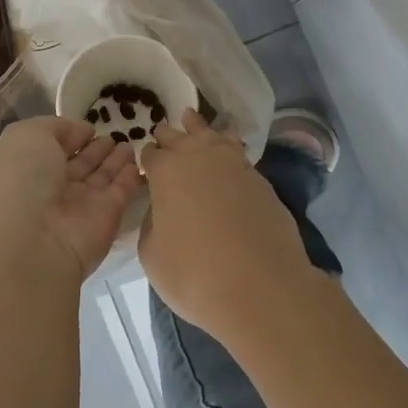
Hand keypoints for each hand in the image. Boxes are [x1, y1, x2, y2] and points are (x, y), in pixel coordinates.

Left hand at [0, 117, 144, 282]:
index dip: (70, 134)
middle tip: (117, 134)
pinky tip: (139, 162)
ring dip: (115, 160)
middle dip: (96, 149)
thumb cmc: (23, 179)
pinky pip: (121, 191)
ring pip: (101, 177)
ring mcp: (80, 204)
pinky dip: (130, 177)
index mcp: (27, 168)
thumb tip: (80, 131)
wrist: (35, 240)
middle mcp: (52, 187)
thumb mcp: (27, 136)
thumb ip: (54, 127)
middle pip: (79, 164)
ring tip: (130, 143)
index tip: (90, 125)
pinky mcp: (106, 217)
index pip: (52, 147)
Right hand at [139, 111, 315, 339]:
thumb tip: (162, 210)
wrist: (262, 288)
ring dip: (198, 129)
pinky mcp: (261, 179)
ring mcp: (234, 164)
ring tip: (191, 119)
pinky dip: (227, 146)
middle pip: (178, 137)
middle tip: (163, 135)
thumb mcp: (152, 255)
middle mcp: (199, 157)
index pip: (150, 153)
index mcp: (166, 171)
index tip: (144, 165)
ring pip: (212, 135)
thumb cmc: (195, 274)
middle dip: (168, 137)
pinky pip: (237, 152)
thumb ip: (152, 223)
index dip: (146, 159)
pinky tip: (226, 149)